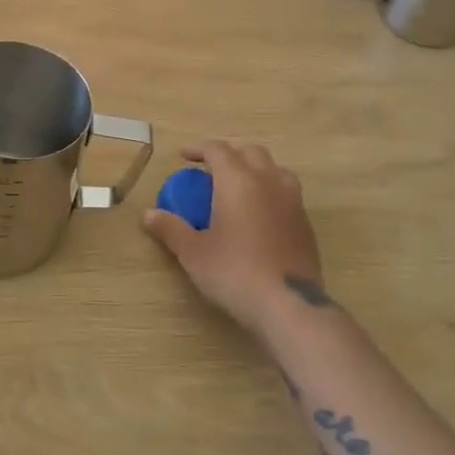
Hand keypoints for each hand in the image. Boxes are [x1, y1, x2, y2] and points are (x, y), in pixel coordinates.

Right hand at [142, 140, 328, 337]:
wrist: (288, 305)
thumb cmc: (234, 272)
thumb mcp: (193, 252)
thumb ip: (170, 228)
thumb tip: (148, 215)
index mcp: (238, 180)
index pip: (217, 149)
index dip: (199, 148)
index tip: (184, 156)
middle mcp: (268, 182)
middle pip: (251, 152)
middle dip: (230, 155)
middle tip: (212, 172)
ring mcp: (293, 202)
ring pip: (276, 170)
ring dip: (256, 171)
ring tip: (240, 189)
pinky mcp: (306, 225)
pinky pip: (287, 195)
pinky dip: (271, 194)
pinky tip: (259, 217)